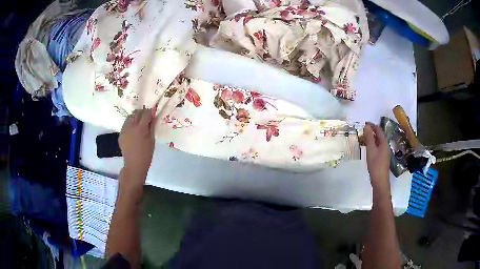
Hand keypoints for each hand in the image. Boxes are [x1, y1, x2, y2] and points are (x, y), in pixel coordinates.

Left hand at [119, 109, 155, 189]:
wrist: (134, 164)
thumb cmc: (146, 154)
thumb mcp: (151, 140)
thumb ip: (152, 127)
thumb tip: (153, 117)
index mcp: (140, 128)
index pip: (145, 114)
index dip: (150, 112)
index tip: (153, 113)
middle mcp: (131, 126)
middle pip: (136, 113)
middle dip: (142, 112)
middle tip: (147, 117)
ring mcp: (124, 130)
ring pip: (130, 117)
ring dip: (135, 117)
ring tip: (139, 122)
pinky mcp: (121, 134)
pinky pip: (126, 124)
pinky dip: (130, 123)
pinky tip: (134, 130)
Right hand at [364, 123, 389, 191]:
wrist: (380, 180)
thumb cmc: (375, 164)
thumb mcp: (371, 149)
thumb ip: (369, 137)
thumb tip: (367, 126)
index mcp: (383, 142)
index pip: (378, 129)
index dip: (371, 125)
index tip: (364, 123)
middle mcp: (385, 146)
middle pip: (378, 135)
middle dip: (371, 132)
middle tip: (362, 131)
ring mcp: (384, 152)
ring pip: (377, 142)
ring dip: (371, 139)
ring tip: (362, 139)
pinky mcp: (382, 158)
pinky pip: (377, 147)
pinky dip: (372, 145)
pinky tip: (367, 149)